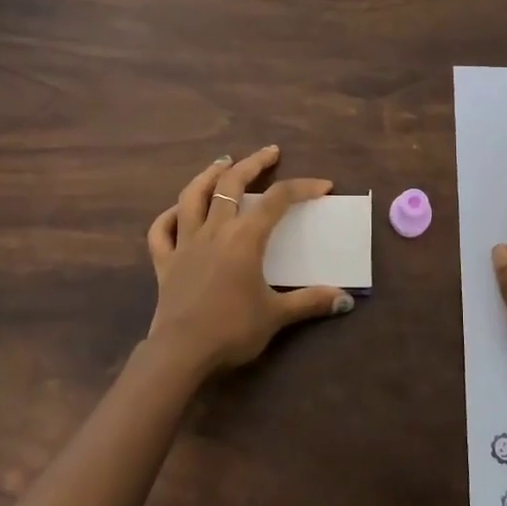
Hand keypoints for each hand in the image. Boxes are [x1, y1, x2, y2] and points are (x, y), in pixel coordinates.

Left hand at [144, 145, 354, 379]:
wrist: (181, 352)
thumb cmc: (232, 330)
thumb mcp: (276, 316)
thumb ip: (310, 302)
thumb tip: (345, 299)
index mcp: (244, 238)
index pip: (278, 200)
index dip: (302, 187)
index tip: (323, 186)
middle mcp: (214, 230)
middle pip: (231, 184)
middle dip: (253, 163)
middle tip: (269, 152)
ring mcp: (185, 243)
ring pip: (192, 196)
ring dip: (208, 175)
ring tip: (222, 162)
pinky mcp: (164, 261)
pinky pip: (161, 231)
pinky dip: (168, 216)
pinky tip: (178, 211)